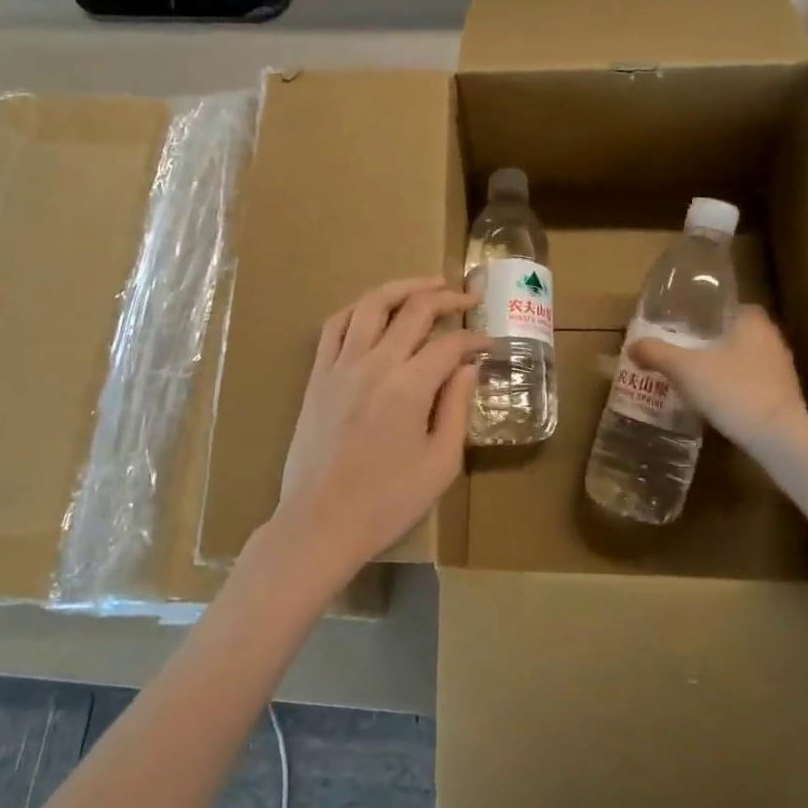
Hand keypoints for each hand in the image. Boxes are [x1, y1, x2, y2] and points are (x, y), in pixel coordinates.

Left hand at [270, 277, 485, 581]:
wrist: (320, 522)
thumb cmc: (387, 501)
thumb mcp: (440, 463)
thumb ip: (457, 408)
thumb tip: (467, 369)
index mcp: (409, 386)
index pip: (450, 344)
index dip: (475, 340)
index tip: (490, 346)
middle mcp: (374, 363)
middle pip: (414, 310)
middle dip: (447, 298)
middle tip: (468, 298)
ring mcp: (340, 365)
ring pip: (371, 305)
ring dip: (403, 287)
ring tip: (426, 284)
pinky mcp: (317, 376)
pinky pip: (335, 325)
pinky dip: (359, 308)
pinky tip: (374, 308)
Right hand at [631, 305, 807, 452]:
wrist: (776, 436)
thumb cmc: (731, 389)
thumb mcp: (683, 369)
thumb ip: (656, 353)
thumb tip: (632, 345)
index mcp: (753, 323)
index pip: (737, 307)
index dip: (715, 314)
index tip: (693, 325)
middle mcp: (773, 341)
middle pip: (741, 334)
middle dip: (717, 342)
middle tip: (689, 352)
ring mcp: (783, 372)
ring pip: (749, 360)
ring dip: (728, 367)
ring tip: (700, 378)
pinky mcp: (786, 399)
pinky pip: (756, 385)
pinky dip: (738, 389)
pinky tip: (719, 402)